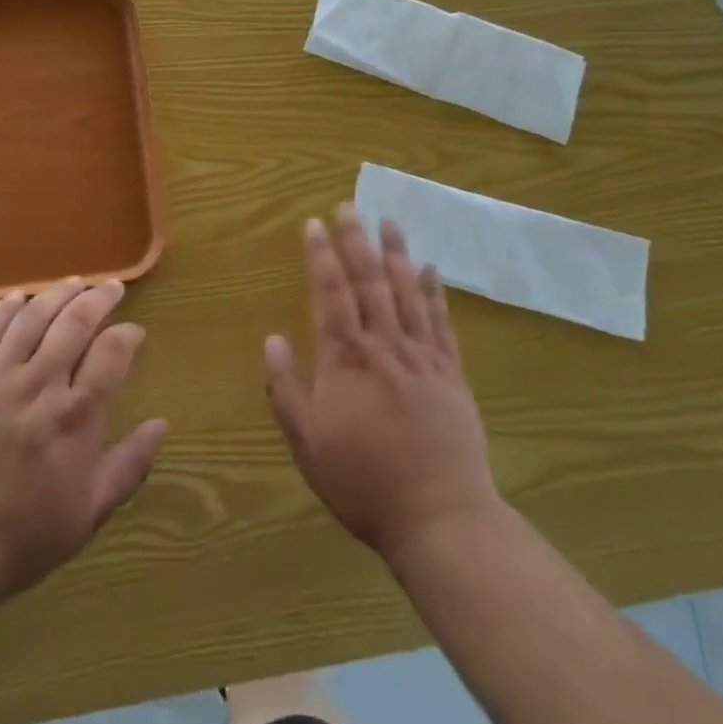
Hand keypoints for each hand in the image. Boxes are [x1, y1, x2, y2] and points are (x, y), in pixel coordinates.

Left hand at [0, 278, 167, 609]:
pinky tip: (18, 297)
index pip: (111, 353)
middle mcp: (40, 384)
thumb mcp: (88, 514)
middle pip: (74, 323)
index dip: (127, 334)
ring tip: (74, 283)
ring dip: (57, 294)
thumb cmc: (21, 538)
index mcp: (75, 416)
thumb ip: (129, 466)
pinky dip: (5, 309)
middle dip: (98, 299)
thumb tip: (161, 425)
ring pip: (33, 318)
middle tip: (112, 288)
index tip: (134, 332)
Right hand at [265, 207, 500, 564]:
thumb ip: (286, 387)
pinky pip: (441, 323)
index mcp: (346, 359)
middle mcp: (384, 346)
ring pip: (407, 293)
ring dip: (396, 254)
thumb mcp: (307, 443)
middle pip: (369, 282)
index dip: (320, 256)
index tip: (313, 223)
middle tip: (350, 205)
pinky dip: (434, 293)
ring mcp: (422, 357)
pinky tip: (431, 269)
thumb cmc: (363, 481)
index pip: (330, 294)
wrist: (440, 517)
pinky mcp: (451, 374)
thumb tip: (271, 339)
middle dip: (356, 241)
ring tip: (389, 221)